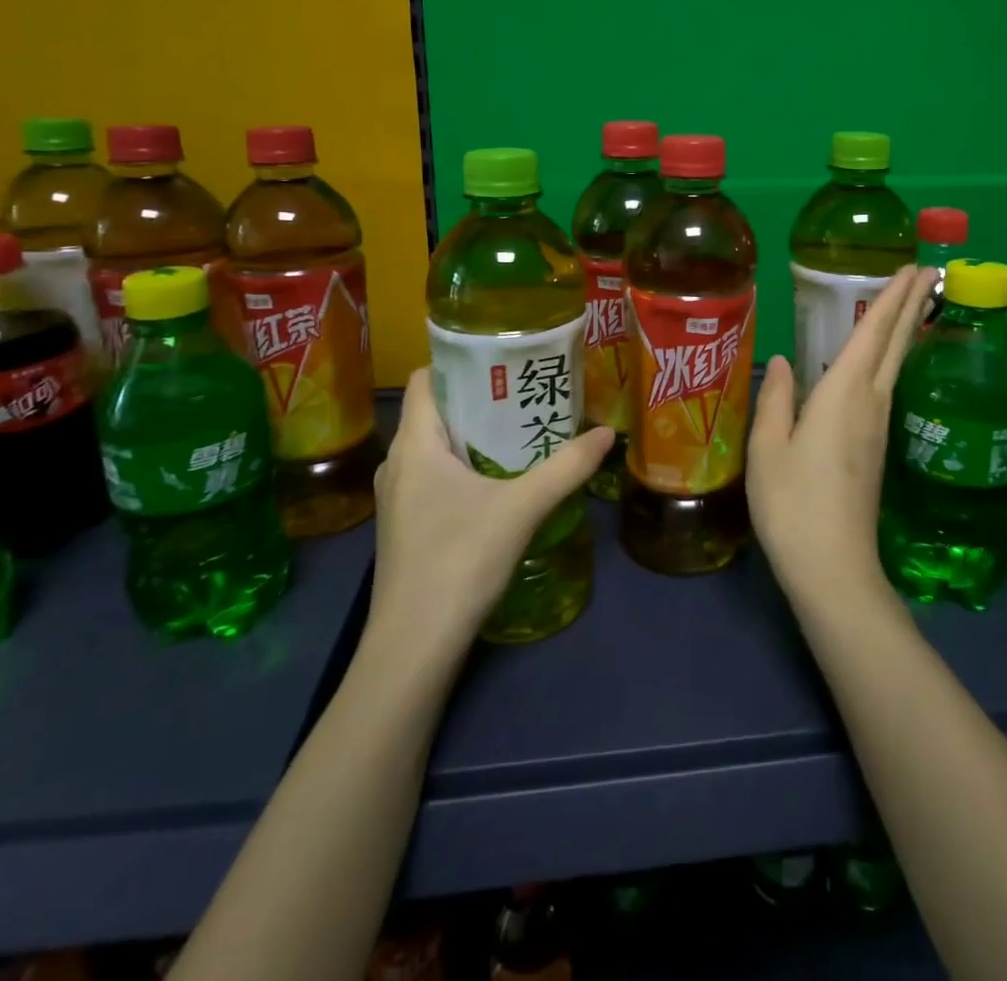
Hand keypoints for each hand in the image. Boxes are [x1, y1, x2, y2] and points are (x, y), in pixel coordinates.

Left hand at [368, 367, 612, 657]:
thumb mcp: (521, 508)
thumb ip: (566, 468)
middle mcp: (399, 464)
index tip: (503, 359)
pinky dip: (467, 467)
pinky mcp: (408, 526)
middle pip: (437, 412)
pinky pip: (436, 477)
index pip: (424, 380)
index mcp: (415, 445)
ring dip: (476, 436)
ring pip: (437, 448)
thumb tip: (607, 434)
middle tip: (526, 393)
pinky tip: (502, 481)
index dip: (459, 363)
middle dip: (480, 399)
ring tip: (522, 431)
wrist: (414, 647)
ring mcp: (400, 499)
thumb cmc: (458, 561)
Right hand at [747, 265, 933, 606]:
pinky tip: (881, 362)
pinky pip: (885, 388)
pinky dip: (890, 360)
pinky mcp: (876, 449)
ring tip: (910, 303)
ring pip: (895, 366)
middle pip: (897, 345)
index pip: (873, 334)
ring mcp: (877, 428)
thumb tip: (784, 360)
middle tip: (930, 271)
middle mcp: (869, 404)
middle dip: (912, 305)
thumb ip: (776, 399)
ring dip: (905, 330)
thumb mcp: (767, 449)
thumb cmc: (792, 504)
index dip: (892, 298)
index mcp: (842, 395)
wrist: (834, 567)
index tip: (912, 268)